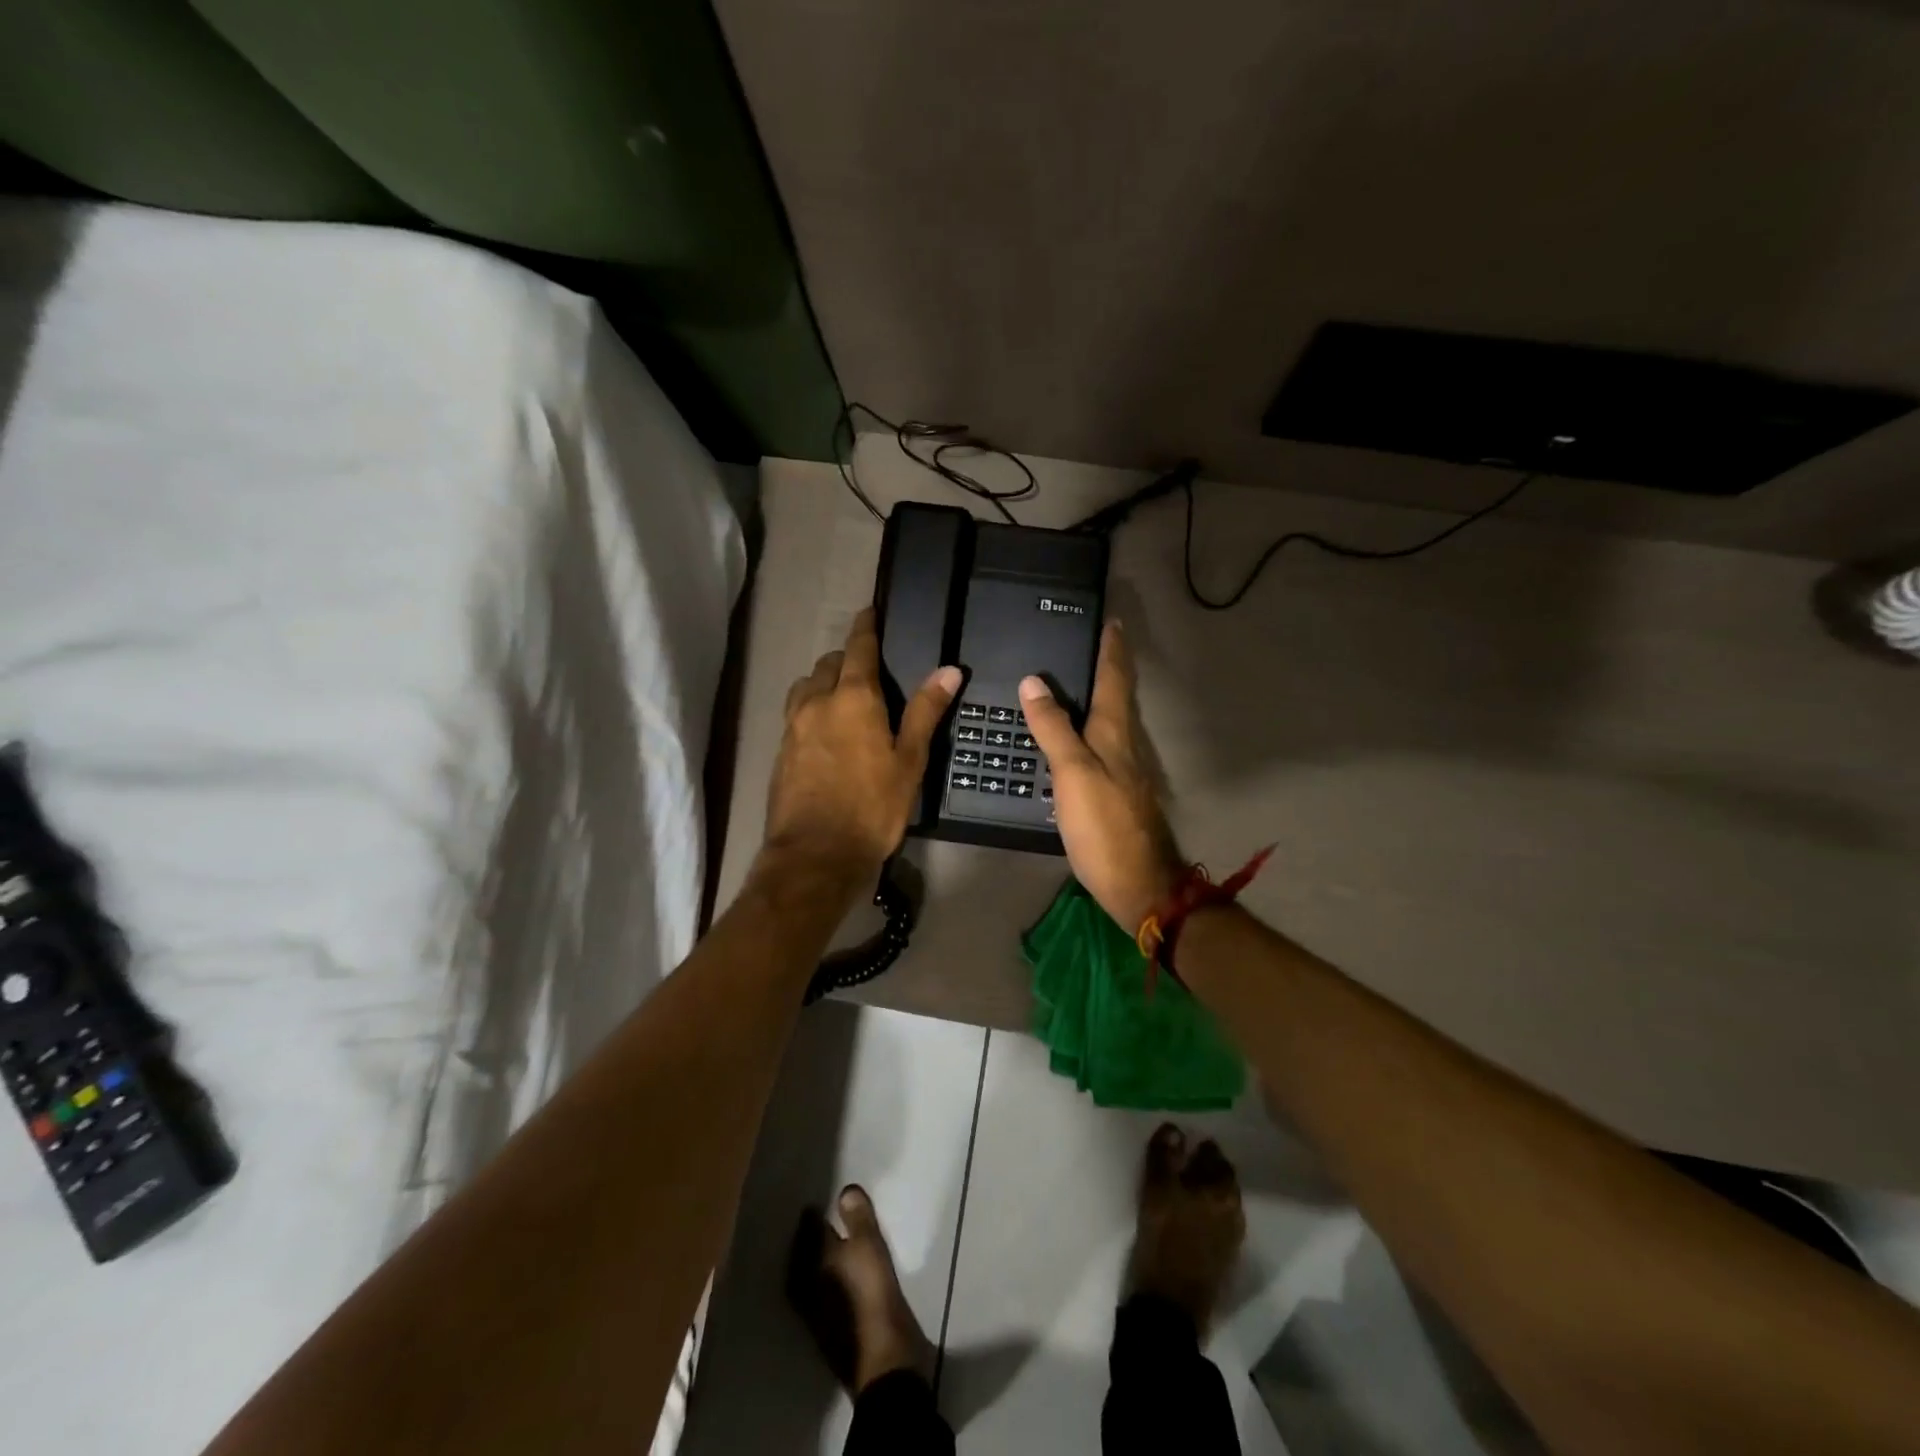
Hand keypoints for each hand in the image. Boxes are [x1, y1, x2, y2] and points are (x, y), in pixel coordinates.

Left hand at [764, 608, 961, 883]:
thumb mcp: (910, 760)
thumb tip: (949, 669)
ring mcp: (793, 726)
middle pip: (829, 663)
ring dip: (825, 680)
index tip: (870, 611)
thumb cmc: (872, 807)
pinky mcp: (781, 750)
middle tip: (869, 667)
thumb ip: (926, 711)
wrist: (815, 855)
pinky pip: (796, 712)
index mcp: (853, 697)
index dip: (866, 626)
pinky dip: (812, 706)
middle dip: (847, 657)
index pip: (859, 647)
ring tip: (844, 695)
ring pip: (807, 686)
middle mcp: (817, 701)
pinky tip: (825, 729)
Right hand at [1019, 620, 1183, 932]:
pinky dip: (1090, 727)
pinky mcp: (1117, 792)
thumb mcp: (1072, 773)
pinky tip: (1074, 736)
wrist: (1138, 883)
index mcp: (1114, 732)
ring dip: (1101, 695)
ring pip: (1111, 720)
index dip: (1112, 648)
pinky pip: (1102, 745)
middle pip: (1118, 695)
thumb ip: (1053, 728)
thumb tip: (1034, 682)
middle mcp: (1124, 744)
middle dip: (1109, 666)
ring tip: (1078, 679)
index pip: (1115, 678)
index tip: (1112, 621)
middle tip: (1091, 642)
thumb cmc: (1104, 825)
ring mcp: (1124, 769)